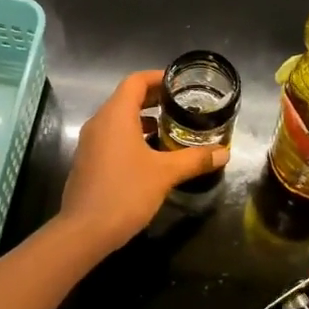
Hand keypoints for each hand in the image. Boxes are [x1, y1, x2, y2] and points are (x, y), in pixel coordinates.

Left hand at [59, 70, 227, 251]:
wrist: (85, 231)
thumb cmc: (125, 193)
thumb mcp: (165, 174)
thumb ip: (194, 159)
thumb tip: (224, 153)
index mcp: (115, 115)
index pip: (136, 81)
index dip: (159, 77)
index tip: (181, 83)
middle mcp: (99, 123)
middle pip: (127, 98)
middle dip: (154, 99)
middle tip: (182, 105)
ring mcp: (90, 143)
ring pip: (118, 120)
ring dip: (143, 119)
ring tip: (171, 129)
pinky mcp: (88, 162)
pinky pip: (112, 138)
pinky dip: (131, 136)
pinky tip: (151, 155)